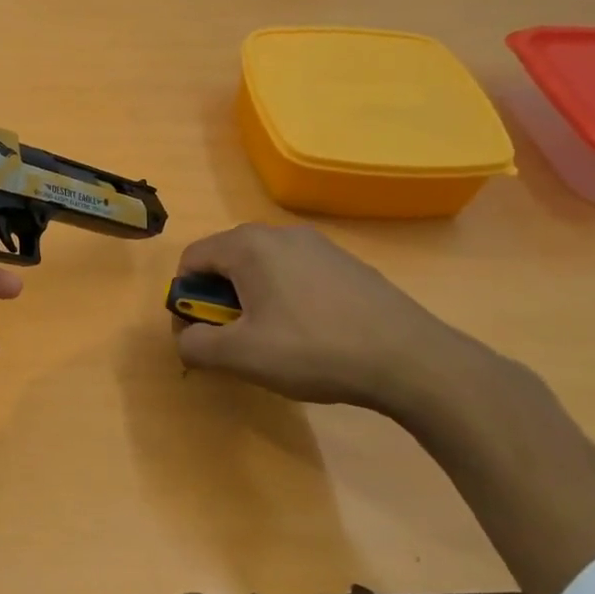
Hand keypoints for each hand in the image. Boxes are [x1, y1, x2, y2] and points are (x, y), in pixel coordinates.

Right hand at [173, 223, 471, 417]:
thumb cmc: (313, 350)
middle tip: (238, 340)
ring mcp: (319, 245)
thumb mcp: (241, 356)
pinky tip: (312, 335)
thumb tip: (186, 338)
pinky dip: (287, 299)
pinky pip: (296, 274)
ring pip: (263, 268)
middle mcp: (281, 233)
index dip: (184, 298)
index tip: (203, 333)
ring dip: (253, 300)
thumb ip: (195, 344)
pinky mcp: (347, 264)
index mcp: (249, 245)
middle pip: (227, 260)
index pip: (192, 259)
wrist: (410, 359)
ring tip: (276, 341)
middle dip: (219, 299)